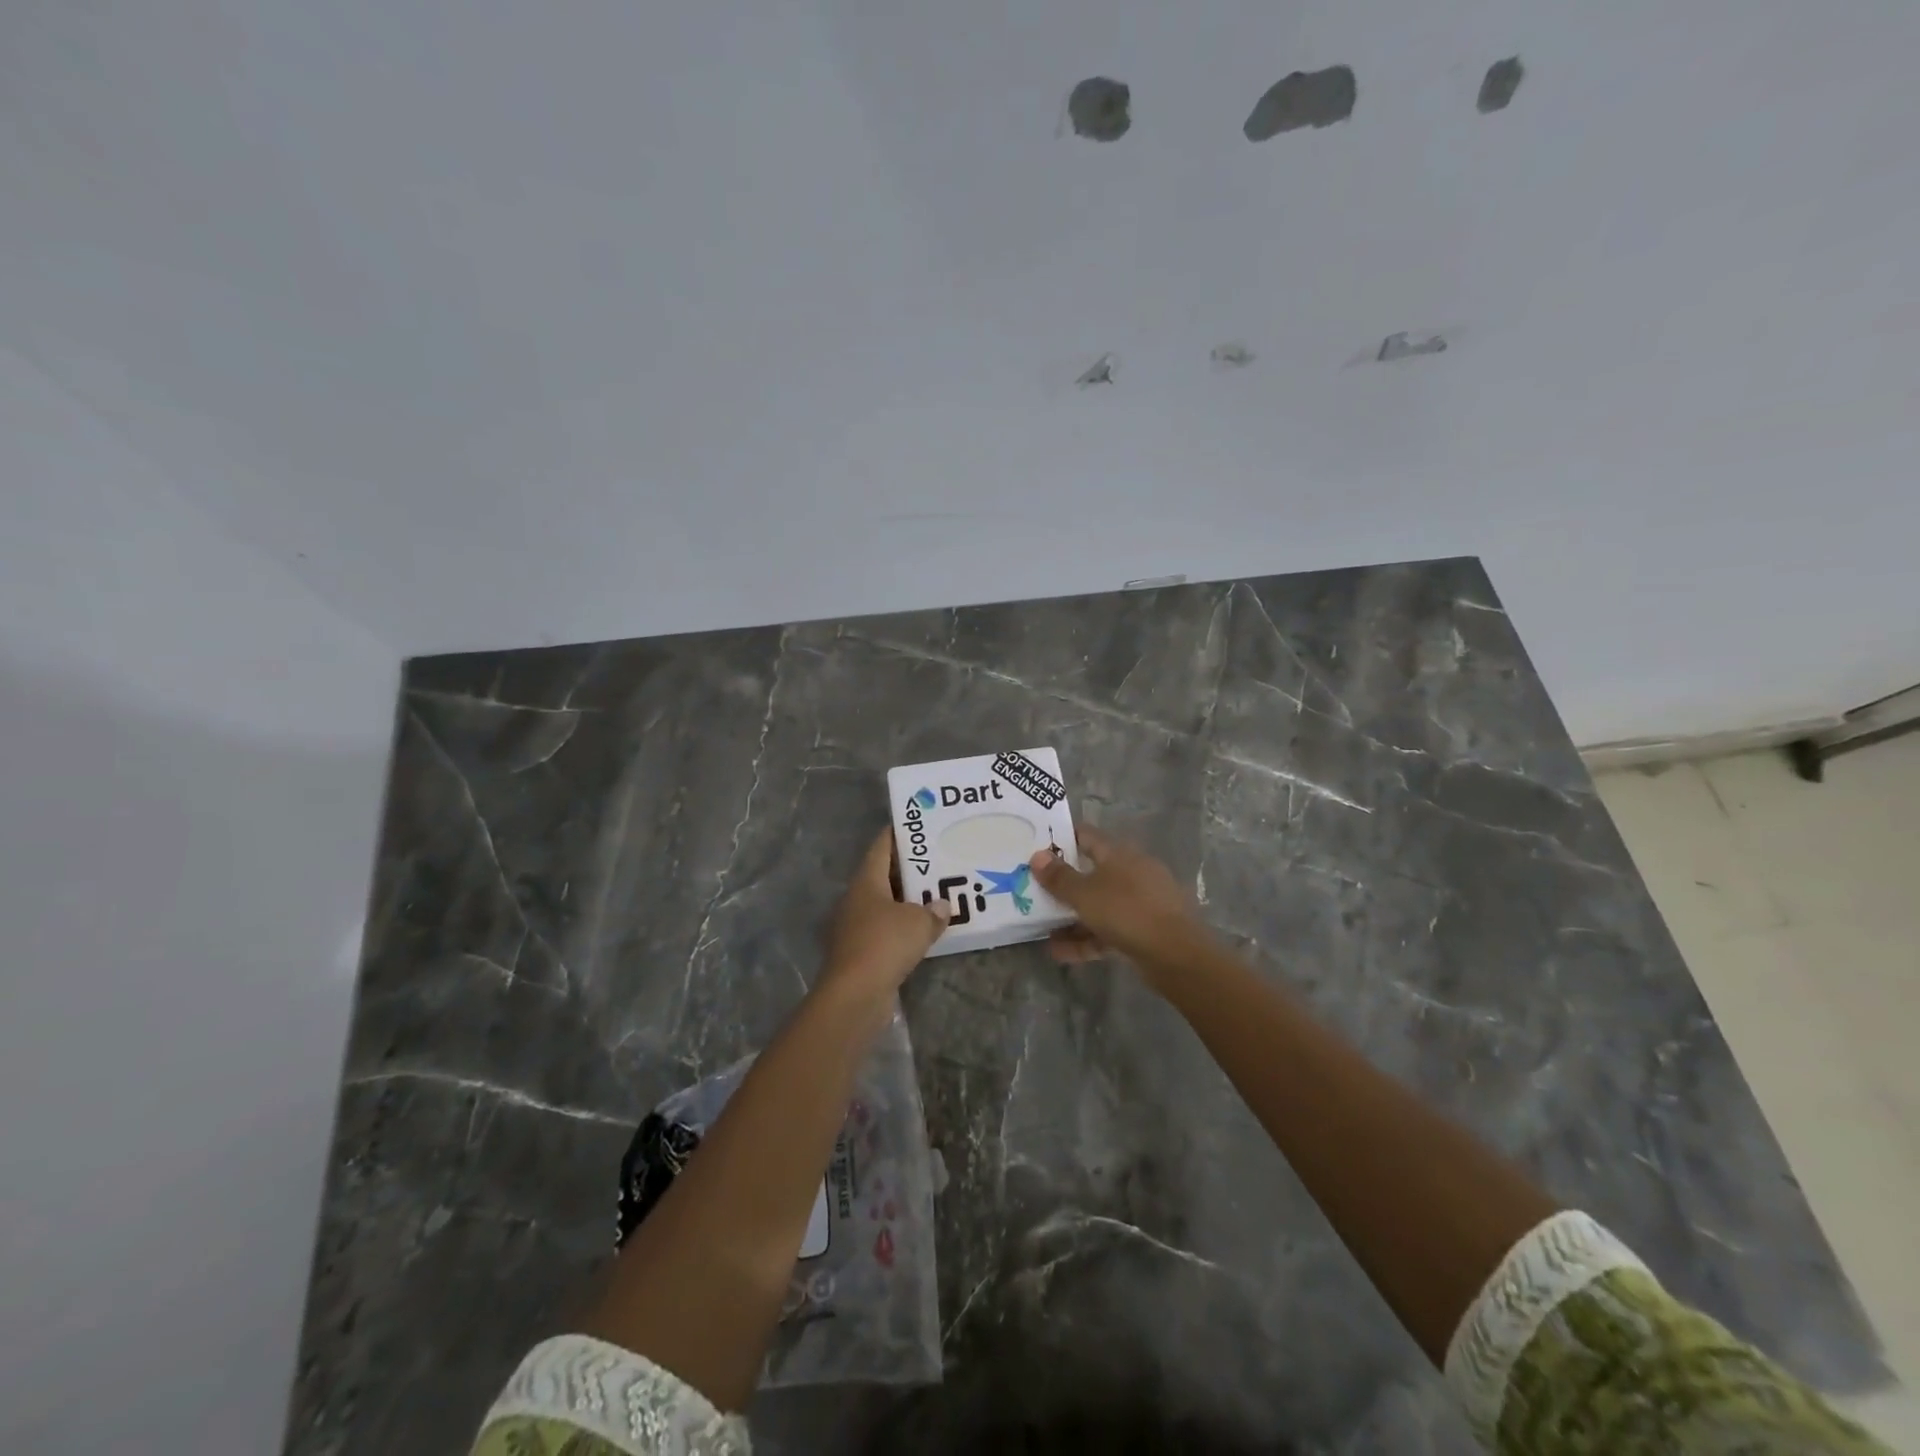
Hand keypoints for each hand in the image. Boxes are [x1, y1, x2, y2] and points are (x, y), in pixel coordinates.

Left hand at [821, 829, 950, 997]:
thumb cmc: (884, 944)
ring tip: (937, 895)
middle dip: (909, 870)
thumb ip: (933, 910)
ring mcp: (855, 928)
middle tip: (937, 861)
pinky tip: (925, 931)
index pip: (880, 847)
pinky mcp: (860, 953)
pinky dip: (904, 928)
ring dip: (908, 902)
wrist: (855, 994)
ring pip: (886, 906)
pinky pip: (886, 931)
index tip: (917, 826)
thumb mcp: (918, 922)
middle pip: (883, 876)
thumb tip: (941, 905)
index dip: (897, 835)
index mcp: (865, 882)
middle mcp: (856, 900)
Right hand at [1029, 825, 1204, 983]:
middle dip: (1063, 884)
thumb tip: (1037, 856)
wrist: (1176, 954)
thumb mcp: (1085, 894)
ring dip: (1070, 917)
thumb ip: (1059, 877)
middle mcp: (1131, 873)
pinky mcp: (1143, 931)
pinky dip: (1085, 939)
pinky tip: (1059, 952)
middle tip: (1033, 890)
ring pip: (1098, 905)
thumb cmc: (1126, 911)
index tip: (1036, 846)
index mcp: (1119, 854)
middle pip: (1091, 873)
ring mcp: (1139, 903)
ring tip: (1041, 929)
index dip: (1062, 839)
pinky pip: (1107, 931)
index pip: (1087, 836)